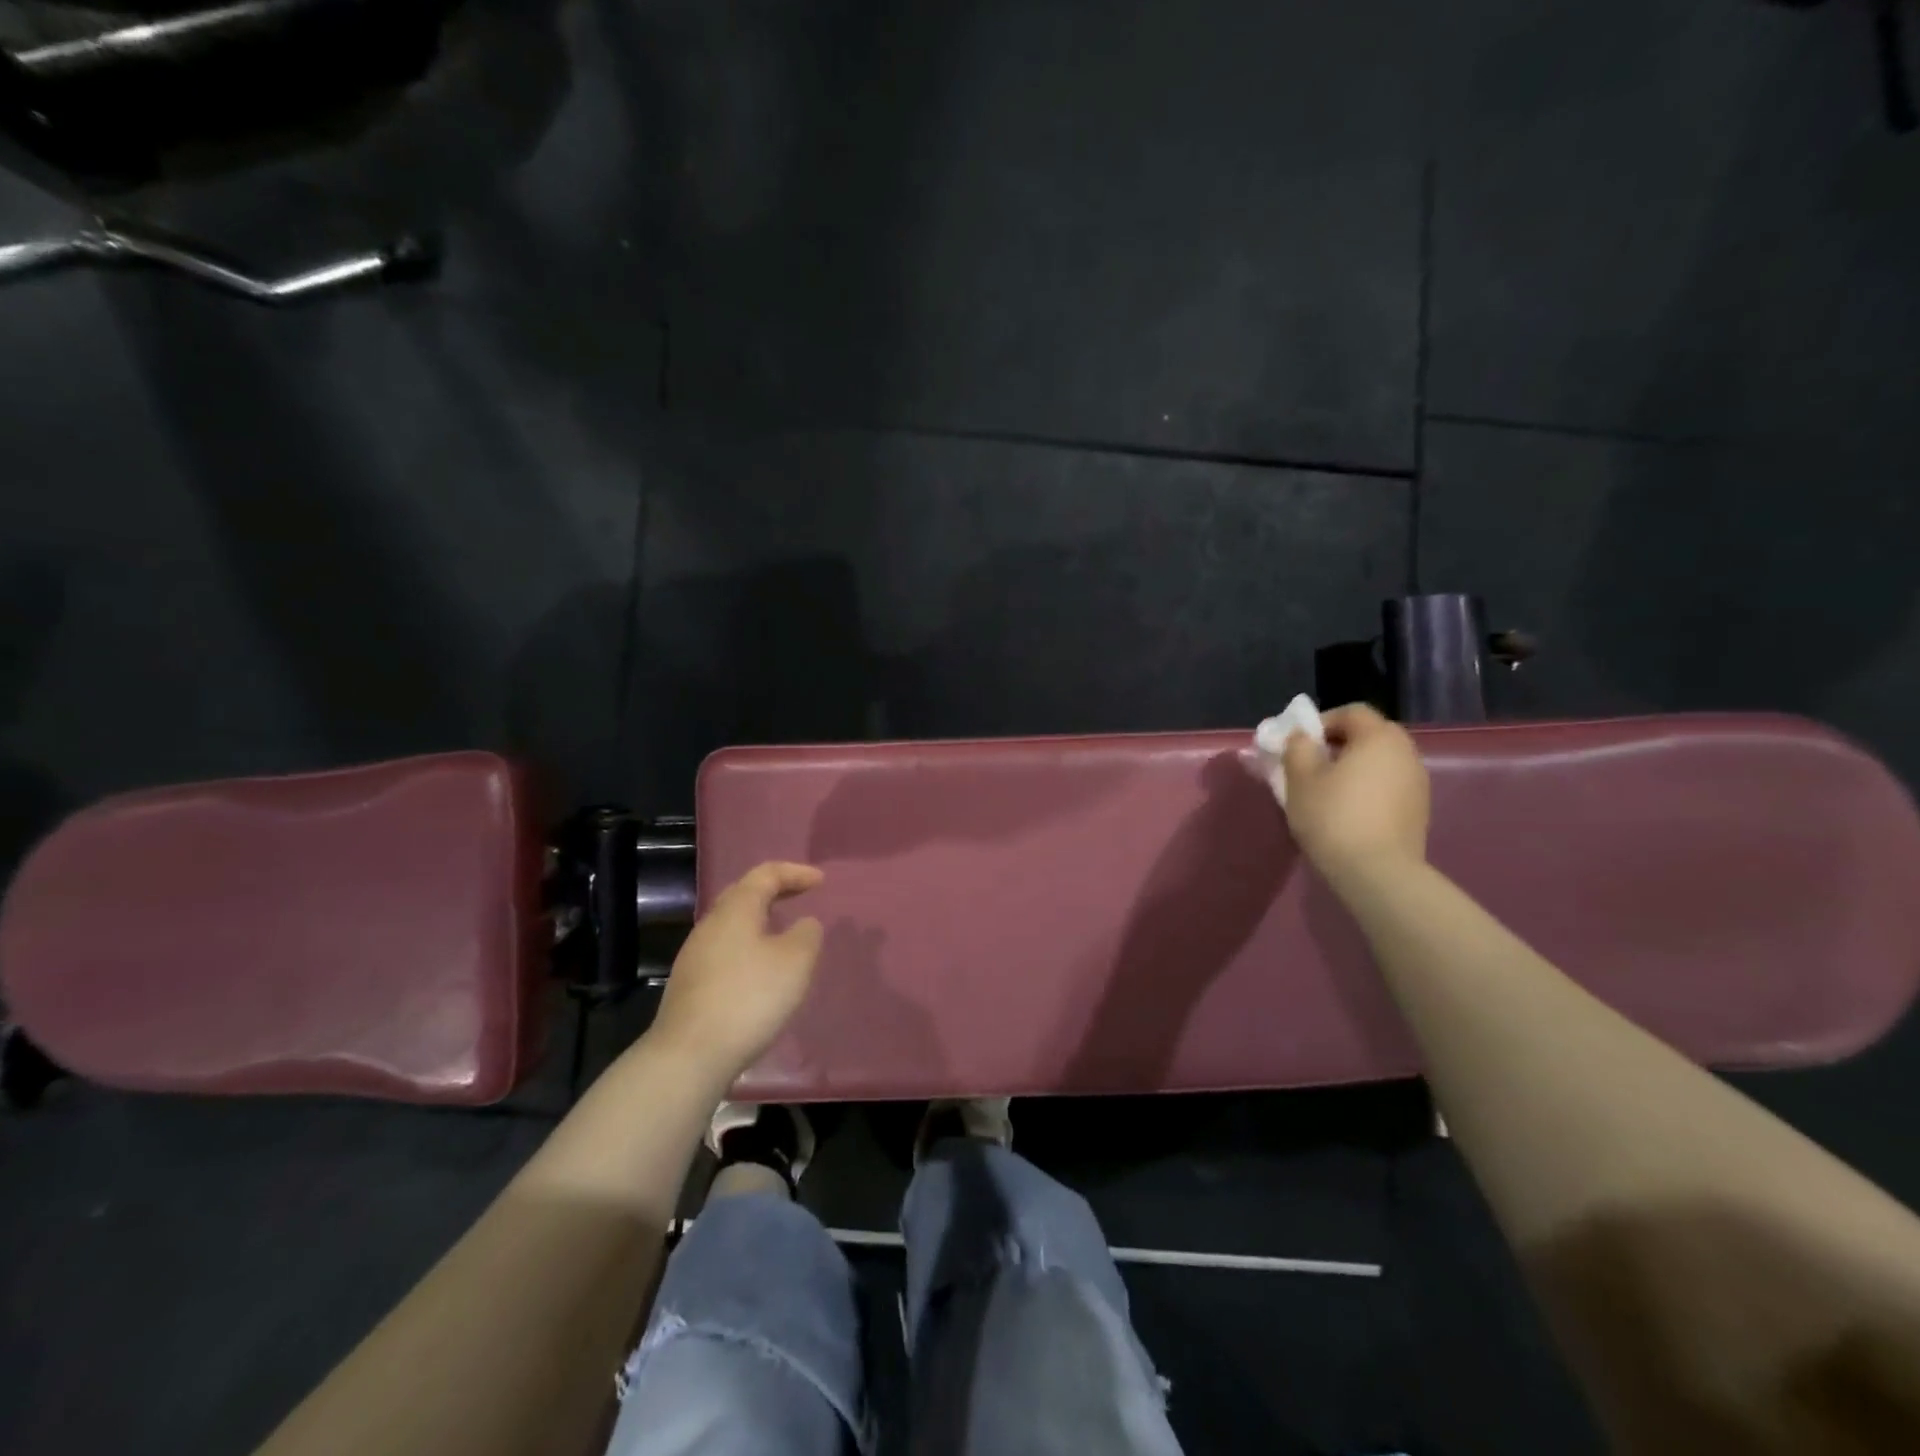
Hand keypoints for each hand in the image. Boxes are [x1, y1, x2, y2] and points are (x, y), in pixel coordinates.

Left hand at [648, 862, 825, 1085]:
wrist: (689, 1055)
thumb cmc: (749, 997)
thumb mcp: (795, 961)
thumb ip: (807, 934)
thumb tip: (804, 924)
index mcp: (736, 909)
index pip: (766, 874)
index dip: (795, 872)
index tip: (820, 881)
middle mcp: (711, 924)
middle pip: (744, 894)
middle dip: (774, 891)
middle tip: (801, 896)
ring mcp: (695, 955)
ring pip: (733, 924)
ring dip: (760, 921)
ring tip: (784, 934)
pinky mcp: (691, 984)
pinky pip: (726, 950)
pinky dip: (749, 947)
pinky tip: (761, 970)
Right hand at [1278, 703, 1430, 885]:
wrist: (1377, 873)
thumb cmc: (1333, 817)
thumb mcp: (1300, 779)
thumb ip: (1297, 748)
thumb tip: (1301, 738)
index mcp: (1379, 737)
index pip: (1351, 712)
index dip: (1322, 722)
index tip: (1299, 744)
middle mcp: (1406, 752)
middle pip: (1369, 735)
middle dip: (1337, 745)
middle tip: (1309, 766)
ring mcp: (1418, 782)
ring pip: (1379, 762)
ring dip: (1353, 769)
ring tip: (1325, 792)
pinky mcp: (1419, 810)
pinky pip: (1388, 786)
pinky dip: (1367, 790)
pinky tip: (1347, 813)